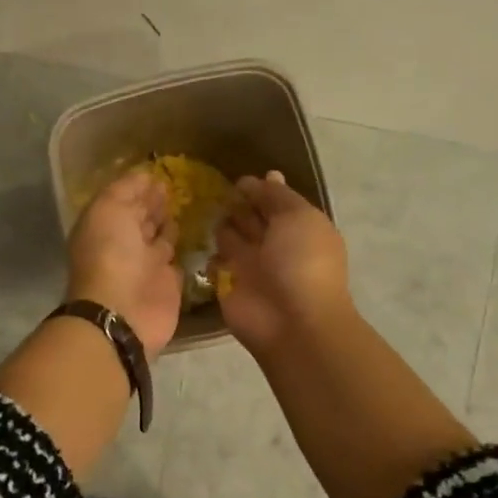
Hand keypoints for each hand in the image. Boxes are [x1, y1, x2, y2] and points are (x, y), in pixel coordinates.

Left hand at [66, 170, 182, 360]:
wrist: (123, 311)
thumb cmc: (111, 255)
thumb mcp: (109, 209)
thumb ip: (125, 190)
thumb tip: (145, 175)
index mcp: (105, 225)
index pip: (123, 200)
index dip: (139, 187)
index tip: (161, 173)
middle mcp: (124, 244)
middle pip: (141, 218)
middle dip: (154, 203)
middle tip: (176, 187)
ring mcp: (147, 265)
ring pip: (160, 239)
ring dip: (168, 224)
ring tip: (187, 206)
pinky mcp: (168, 284)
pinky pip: (177, 262)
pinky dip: (183, 250)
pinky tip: (196, 235)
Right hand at [213, 171, 351, 356]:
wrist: (291, 321)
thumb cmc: (301, 262)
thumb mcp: (297, 217)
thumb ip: (277, 196)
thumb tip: (266, 176)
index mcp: (299, 227)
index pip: (276, 201)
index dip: (259, 189)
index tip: (238, 179)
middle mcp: (276, 245)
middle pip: (253, 218)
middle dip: (237, 204)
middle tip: (212, 190)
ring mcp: (252, 266)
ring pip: (232, 238)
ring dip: (221, 225)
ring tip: (201, 209)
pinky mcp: (229, 285)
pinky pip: (215, 264)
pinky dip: (208, 254)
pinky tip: (196, 239)